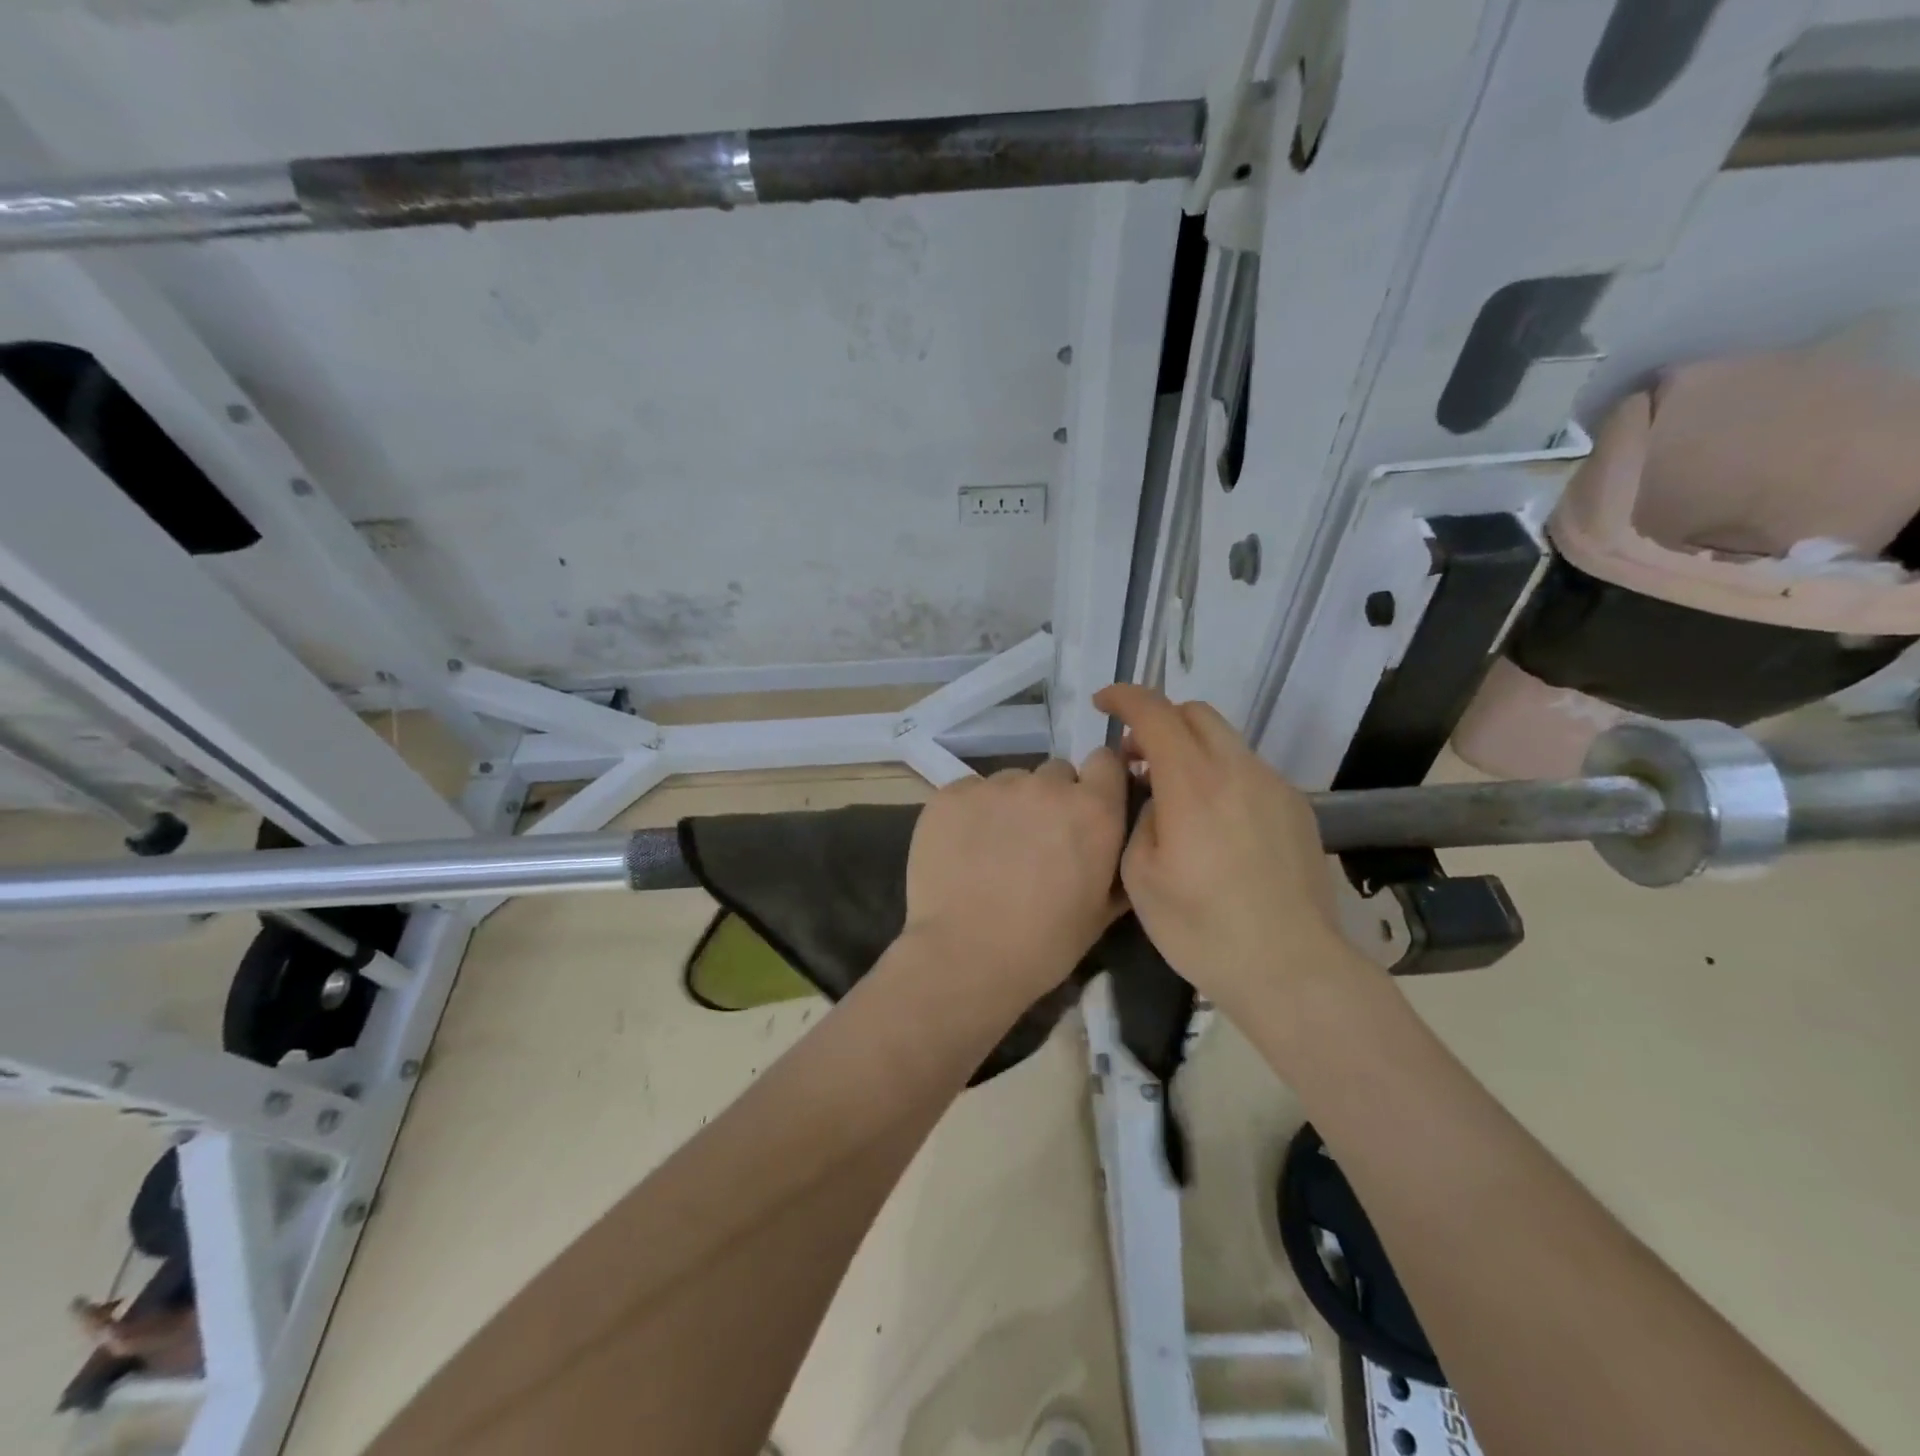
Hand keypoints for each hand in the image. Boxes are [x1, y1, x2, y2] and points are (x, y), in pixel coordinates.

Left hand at [904, 753, 1129, 990]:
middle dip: (1052, 798)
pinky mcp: (950, 794)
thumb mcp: (1101, 912)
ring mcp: (995, 786)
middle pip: (1056, 772)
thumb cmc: (1044, 944)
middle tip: (1037, 839)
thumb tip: (1121, 840)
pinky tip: (962, 849)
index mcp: (1093, 810)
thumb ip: (1117, 863)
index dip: (1098, 782)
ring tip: (993, 848)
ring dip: (1010, 805)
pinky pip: (970, 791)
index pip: (1106, 761)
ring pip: (1011, 781)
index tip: (1087, 807)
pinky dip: (970, 812)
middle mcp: (1047, 786)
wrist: (966, 955)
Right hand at [1094, 684, 1353, 1013]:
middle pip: (1196, 713)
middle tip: (1136, 759)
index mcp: (1193, 784)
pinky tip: (1214, 825)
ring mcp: (1274, 787)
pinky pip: (1249, 771)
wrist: (1291, 968)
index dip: (1124, 697)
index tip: (1102, 703)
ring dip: (1191, 749)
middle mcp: (1238, 771)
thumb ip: (1141, 818)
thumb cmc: (1202, 929)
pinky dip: (1220, 775)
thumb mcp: (1141, 877)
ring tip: (1174, 796)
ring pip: (1226, 741)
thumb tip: (1158, 799)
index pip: (1156, 713)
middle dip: (1159, 720)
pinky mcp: (1297, 809)